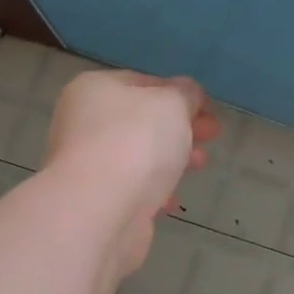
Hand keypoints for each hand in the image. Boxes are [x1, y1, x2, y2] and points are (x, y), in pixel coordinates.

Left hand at [45, 70, 220, 277]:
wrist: (99, 211)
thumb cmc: (135, 142)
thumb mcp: (172, 103)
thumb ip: (184, 94)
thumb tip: (187, 95)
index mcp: (94, 89)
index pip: (142, 83)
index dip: (178, 93)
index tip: (208, 110)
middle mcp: (82, 123)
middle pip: (141, 121)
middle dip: (180, 128)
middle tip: (211, 136)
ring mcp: (85, 164)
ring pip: (137, 156)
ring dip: (171, 159)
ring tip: (200, 166)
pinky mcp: (94, 201)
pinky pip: (131, 189)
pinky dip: (153, 191)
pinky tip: (171, 201)